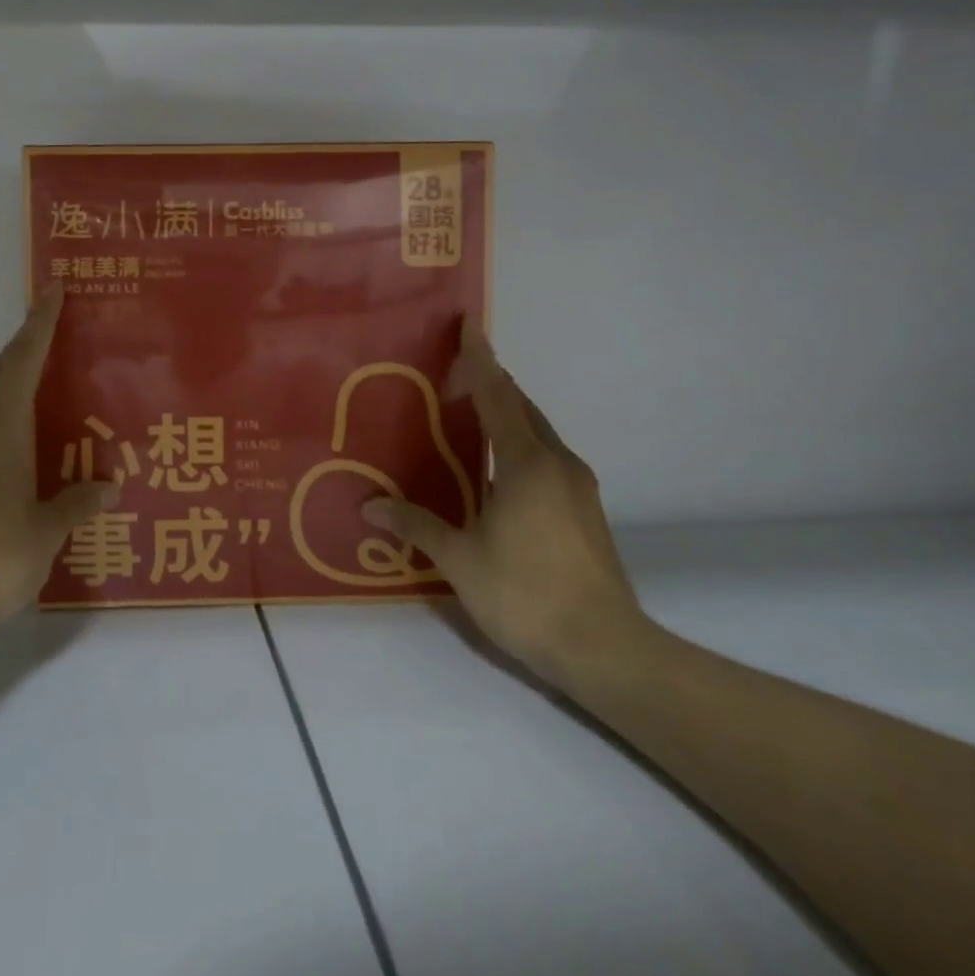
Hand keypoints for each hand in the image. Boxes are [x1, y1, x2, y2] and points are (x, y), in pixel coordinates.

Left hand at [0, 285, 116, 633]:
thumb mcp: (46, 532)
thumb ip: (77, 503)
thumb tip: (109, 487)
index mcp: (0, 429)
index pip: (23, 360)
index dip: (40, 323)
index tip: (52, 290)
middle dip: (22, 349)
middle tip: (53, 338)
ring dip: (6, 383)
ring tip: (39, 392)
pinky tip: (13, 447)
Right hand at [362, 320, 646, 690]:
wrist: (606, 650)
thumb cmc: (526, 594)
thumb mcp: (459, 560)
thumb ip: (415, 525)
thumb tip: (368, 505)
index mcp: (527, 463)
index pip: (498, 396)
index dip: (480, 359)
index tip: (469, 325)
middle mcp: (558, 463)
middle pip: (522, 407)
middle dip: (490, 384)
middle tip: (450, 376)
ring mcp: (578, 487)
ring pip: (537, 433)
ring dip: (505, 416)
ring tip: (467, 416)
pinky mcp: (586, 511)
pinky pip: (545, 457)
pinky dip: (518, 445)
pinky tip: (496, 468)